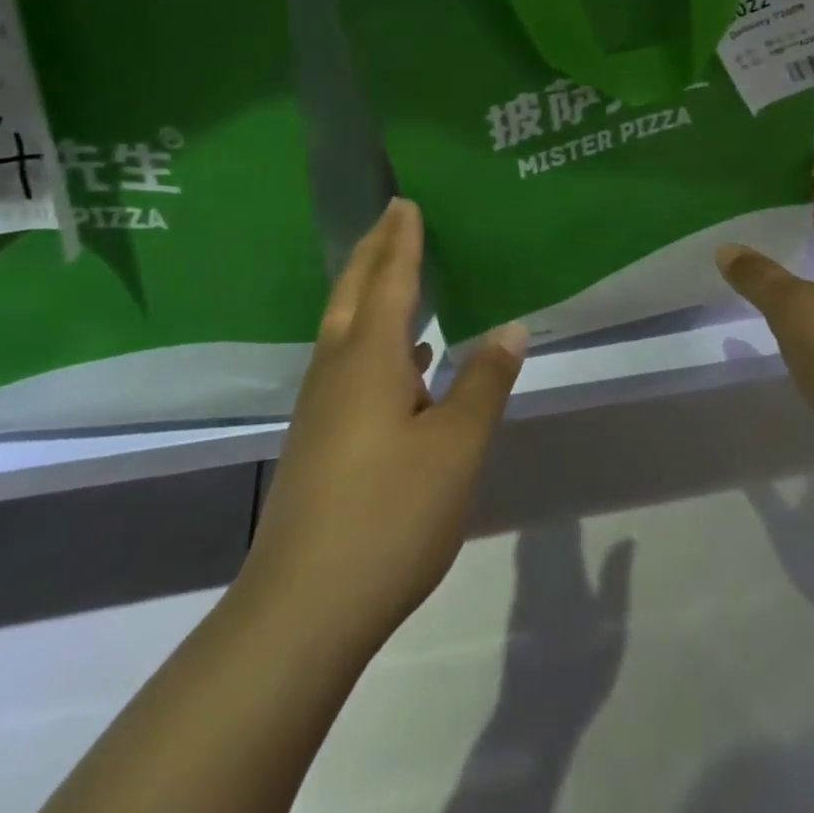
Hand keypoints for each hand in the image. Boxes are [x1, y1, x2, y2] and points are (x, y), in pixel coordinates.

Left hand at [240, 198, 528, 648]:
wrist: (302, 610)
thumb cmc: (389, 514)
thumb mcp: (455, 445)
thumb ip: (484, 382)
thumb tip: (511, 327)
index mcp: (369, 359)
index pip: (390, 280)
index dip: (401, 240)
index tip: (405, 202)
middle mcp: (338, 371)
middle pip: (354, 293)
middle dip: (373, 252)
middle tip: (391, 216)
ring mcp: (323, 407)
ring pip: (346, 329)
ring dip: (370, 292)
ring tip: (397, 274)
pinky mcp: (321, 440)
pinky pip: (350, 364)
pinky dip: (376, 342)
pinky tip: (405, 363)